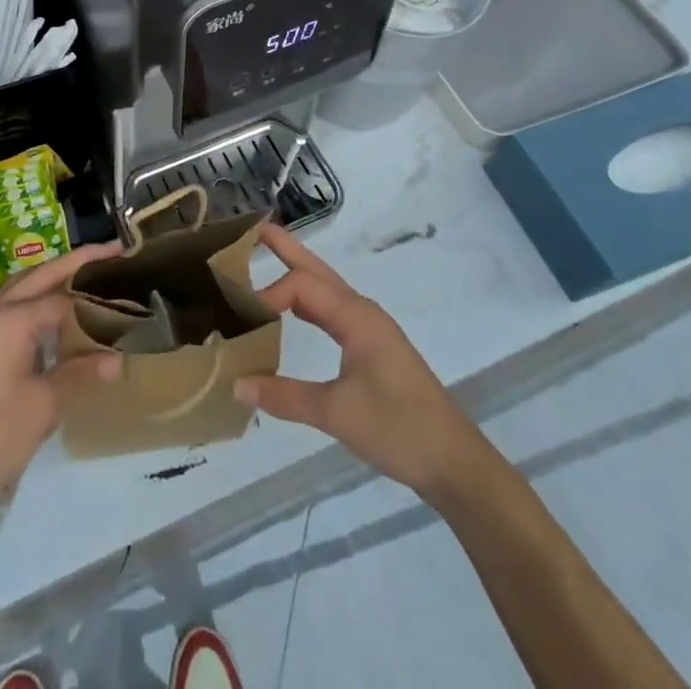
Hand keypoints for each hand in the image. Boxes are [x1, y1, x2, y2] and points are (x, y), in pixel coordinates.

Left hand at [0, 243, 121, 513]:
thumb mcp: (44, 404)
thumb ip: (81, 373)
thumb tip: (119, 360)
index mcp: (9, 319)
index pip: (61, 294)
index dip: (95, 289)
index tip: (126, 276)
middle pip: (39, 276)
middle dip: (75, 262)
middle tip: (112, 253)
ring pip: (23, 290)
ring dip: (54, 281)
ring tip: (90, 279)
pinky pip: (12, 312)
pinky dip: (38, 306)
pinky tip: (59, 321)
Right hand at [234, 222, 491, 502]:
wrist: (455, 462)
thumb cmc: (400, 430)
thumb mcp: (338, 414)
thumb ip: (285, 397)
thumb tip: (236, 384)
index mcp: (357, 317)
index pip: (303, 287)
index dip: (269, 294)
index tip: (240, 315)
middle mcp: (362, 312)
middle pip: (317, 270)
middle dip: (286, 248)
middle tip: (253, 228)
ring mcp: (369, 328)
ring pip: (325, 288)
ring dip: (296, 272)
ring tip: (265, 258)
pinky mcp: (372, 346)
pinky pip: (331, 310)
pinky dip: (307, 301)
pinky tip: (291, 311)